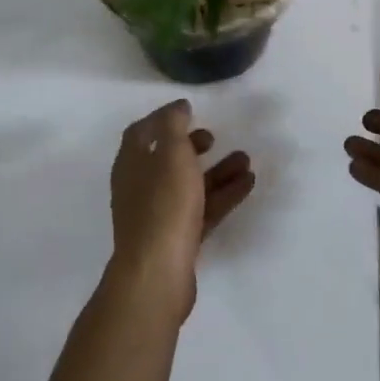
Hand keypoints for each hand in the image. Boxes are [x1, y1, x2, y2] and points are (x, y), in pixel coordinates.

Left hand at [107, 99, 254, 320]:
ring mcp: (158, 215)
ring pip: (190, 185)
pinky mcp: (177, 239)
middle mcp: (140, 187)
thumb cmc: (163, 204)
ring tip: (246, 160)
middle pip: (167, 159)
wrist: (157, 273)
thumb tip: (178, 107)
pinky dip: (223, 194)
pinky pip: (202, 209)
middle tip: (214, 137)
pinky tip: (248, 184)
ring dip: (216, 170)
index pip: (143, 131)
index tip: (190, 110)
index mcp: (132, 163)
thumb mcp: (171, 153)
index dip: (165, 118)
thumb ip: (174, 125)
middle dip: (192, 146)